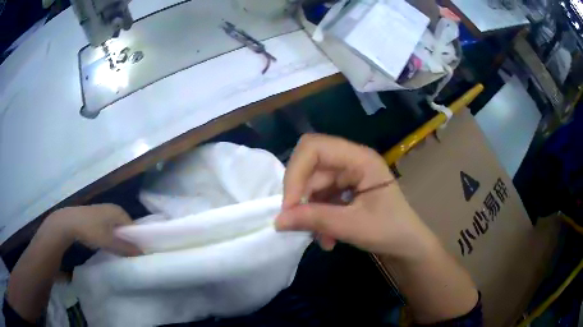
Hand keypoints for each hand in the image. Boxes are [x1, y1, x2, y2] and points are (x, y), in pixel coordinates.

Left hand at [46, 204, 141, 256]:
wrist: (70, 222)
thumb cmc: (92, 230)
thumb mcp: (109, 242)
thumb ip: (126, 247)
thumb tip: (142, 253)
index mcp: (119, 211)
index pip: (134, 227)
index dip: (136, 240)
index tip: (136, 252)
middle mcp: (113, 208)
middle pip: (125, 227)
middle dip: (127, 240)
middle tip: (127, 253)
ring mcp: (104, 210)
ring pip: (116, 227)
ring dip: (118, 238)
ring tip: (117, 250)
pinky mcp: (96, 215)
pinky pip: (108, 226)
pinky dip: (110, 235)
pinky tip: (106, 243)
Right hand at [276, 134, 435, 257]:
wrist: (407, 246)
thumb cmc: (390, 231)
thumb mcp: (353, 226)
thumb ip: (316, 220)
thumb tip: (278, 220)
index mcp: (360, 159)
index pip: (315, 147)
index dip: (296, 172)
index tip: (290, 205)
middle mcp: (351, 161)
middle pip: (310, 165)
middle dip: (300, 195)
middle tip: (294, 221)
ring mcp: (347, 175)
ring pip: (311, 185)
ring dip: (309, 211)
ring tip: (320, 237)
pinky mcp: (343, 190)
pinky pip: (319, 197)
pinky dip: (316, 217)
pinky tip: (326, 237)